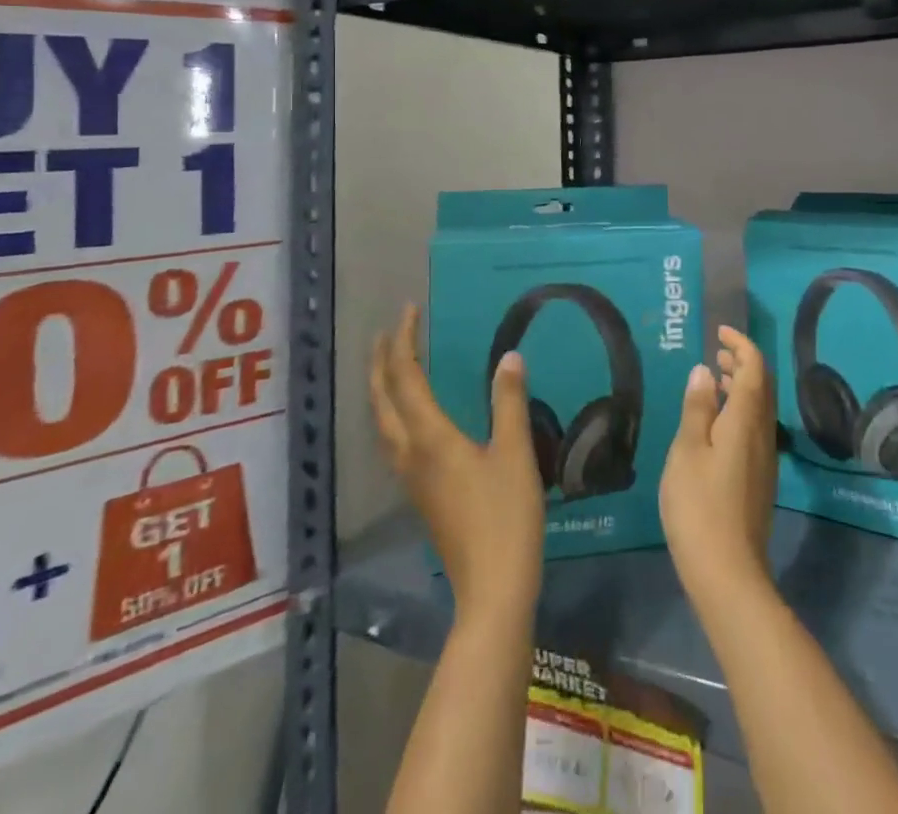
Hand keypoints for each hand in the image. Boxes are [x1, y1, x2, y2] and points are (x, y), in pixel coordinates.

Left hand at [370, 304, 544, 623]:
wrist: (491, 588)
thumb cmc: (506, 516)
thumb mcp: (515, 453)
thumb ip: (508, 402)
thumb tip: (509, 357)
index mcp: (430, 437)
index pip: (406, 377)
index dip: (405, 341)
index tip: (409, 310)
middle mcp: (410, 453)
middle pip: (382, 399)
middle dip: (382, 362)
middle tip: (389, 332)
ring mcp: (411, 477)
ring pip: (382, 422)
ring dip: (382, 387)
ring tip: (391, 364)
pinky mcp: (419, 494)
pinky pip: (392, 439)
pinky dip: (391, 412)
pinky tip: (408, 416)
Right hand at [660, 326, 776, 611]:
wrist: (727, 571)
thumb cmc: (699, 505)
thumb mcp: (688, 450)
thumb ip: (697, 408)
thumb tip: (705, 370)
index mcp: (746, 420)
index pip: (754, 369)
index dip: (741, 344)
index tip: (721, 331)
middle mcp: (763, 434)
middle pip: (762, 386)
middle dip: (743, 361)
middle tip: (717, 350)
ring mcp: (764, 458)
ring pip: (760, 407)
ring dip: (741, 385)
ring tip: (714, 378)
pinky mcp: (758, 478)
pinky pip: (755, 426)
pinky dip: (739, 409)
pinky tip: (716, 421)